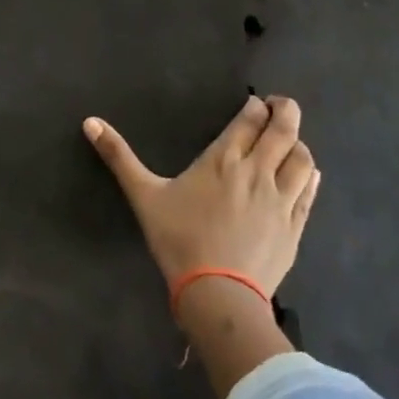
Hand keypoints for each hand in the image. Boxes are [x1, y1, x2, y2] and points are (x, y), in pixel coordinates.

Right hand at [85, 95, 320, 397]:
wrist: (218, 295)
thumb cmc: (178, 239)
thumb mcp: (143, 195)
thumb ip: (118, 156)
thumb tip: (89, 121)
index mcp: (223, 159)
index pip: (250, 119)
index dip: (256, 106)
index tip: (254, 103)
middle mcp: (258, 172)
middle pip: (285, 130)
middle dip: (285, 111)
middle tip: (278, 107)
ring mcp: (282, 200)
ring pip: (303, 158)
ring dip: (298, 143)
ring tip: (289, 141)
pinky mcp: (294, 227)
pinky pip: (310, 191)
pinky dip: (309, 175)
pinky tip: (305, 174)